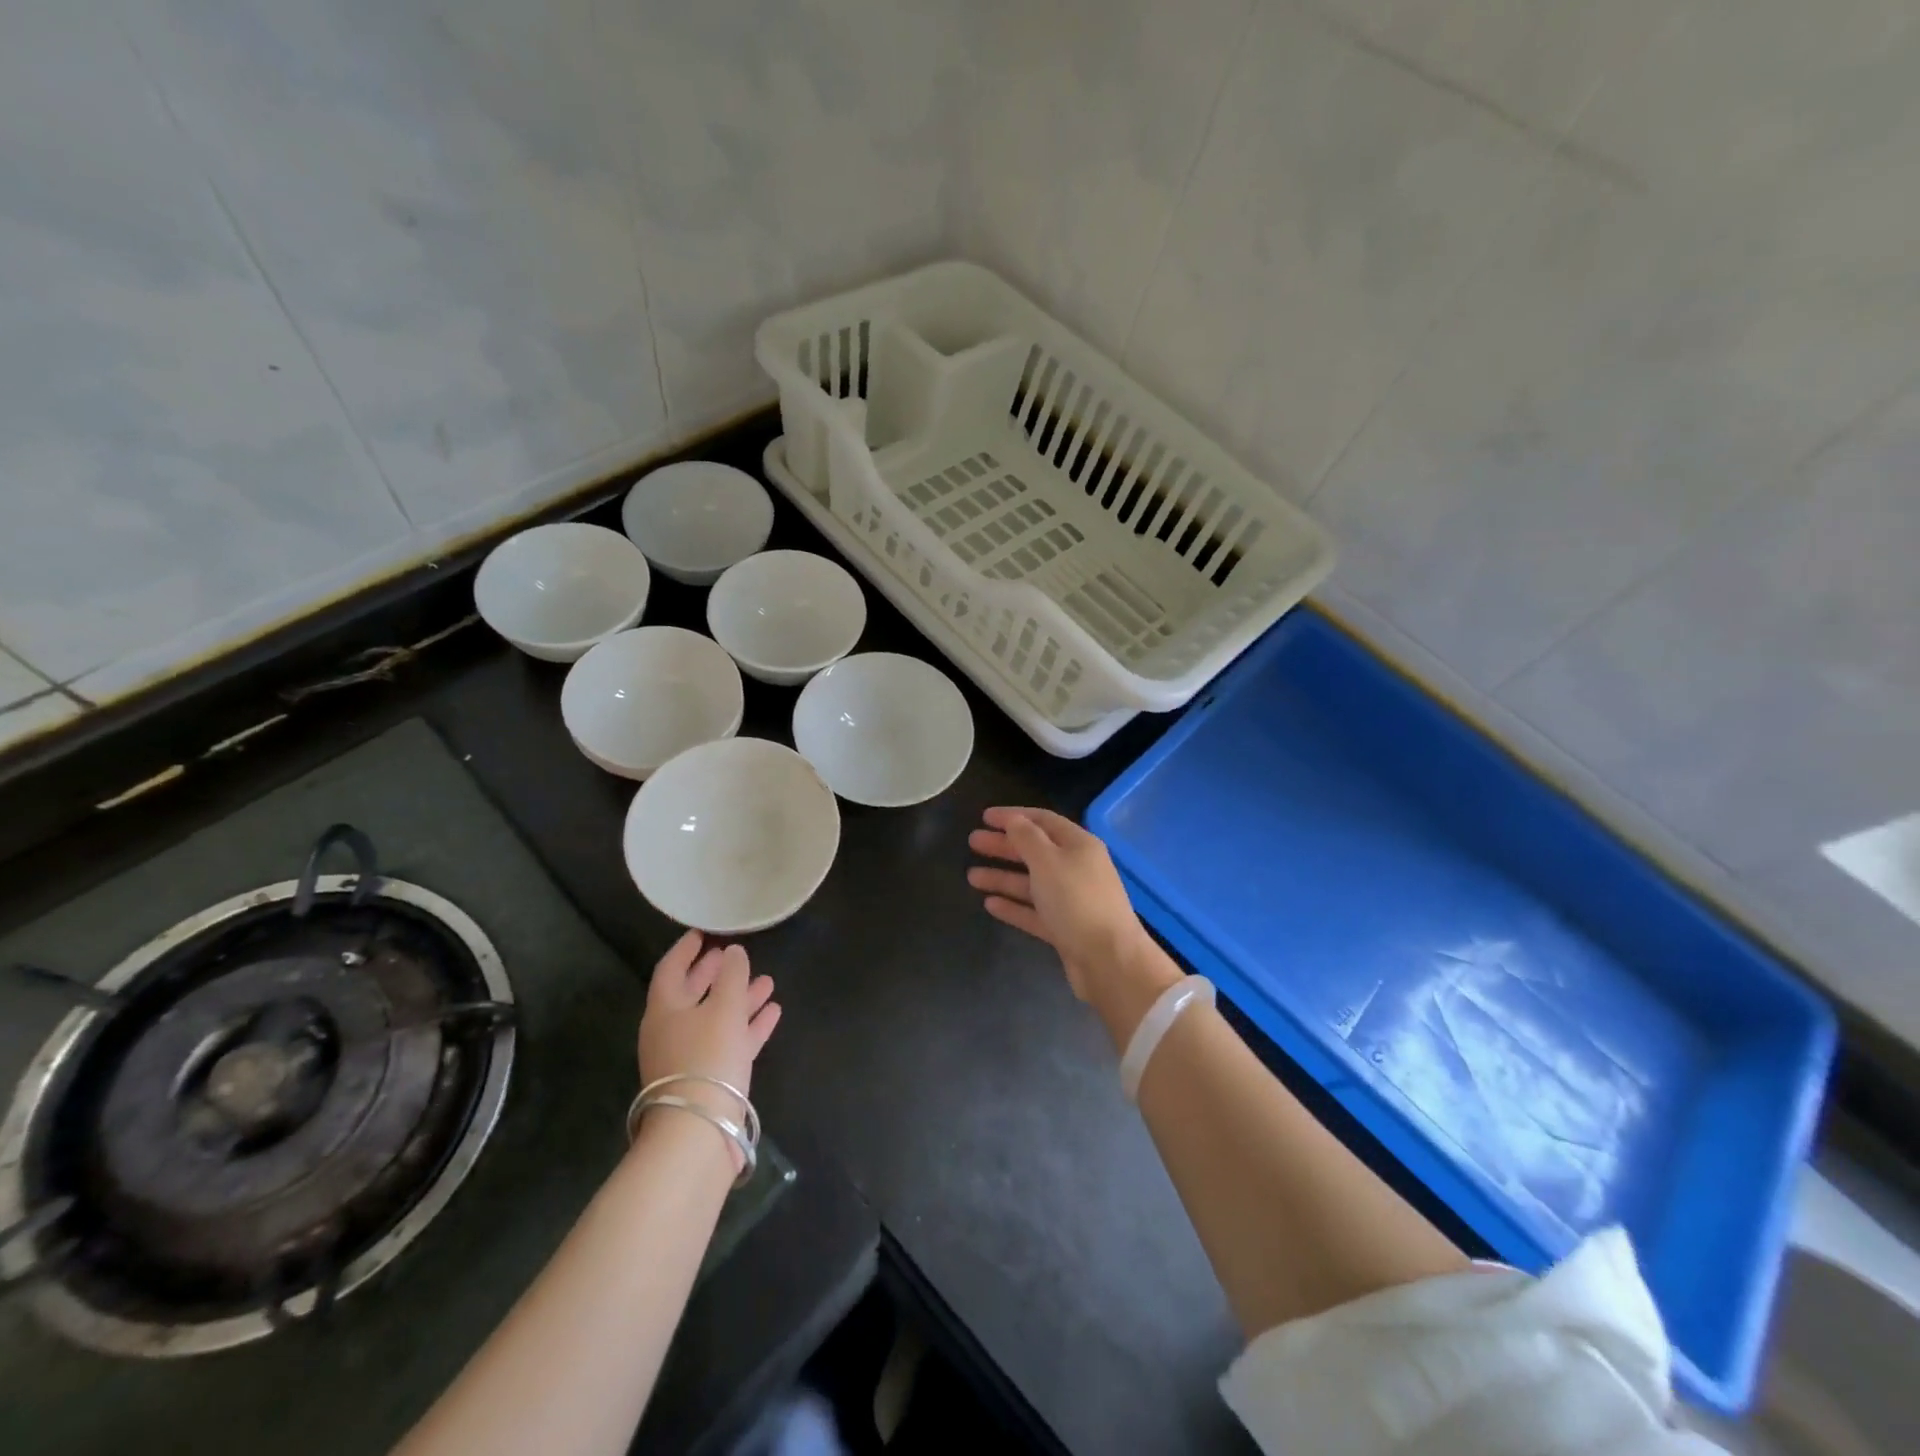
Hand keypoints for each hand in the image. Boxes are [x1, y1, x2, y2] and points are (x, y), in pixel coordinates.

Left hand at [637, 931, 780, 1106]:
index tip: (702, 933)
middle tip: (732, 954)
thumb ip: (731, 975)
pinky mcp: (710, 1079)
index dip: (686, 950)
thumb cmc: (706, 1058)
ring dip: (740, 998)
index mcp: (665, 1010)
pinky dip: (749, 1025)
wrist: (699, 1131)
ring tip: (768, 981)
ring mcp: (690, 1057)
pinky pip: (730, 1041)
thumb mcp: (723, 1008)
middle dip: (715, 974)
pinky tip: (773, 1013)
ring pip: (716, 1018)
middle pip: (693, 994)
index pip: (671, 969)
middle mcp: (672, 1031)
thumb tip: (733, 952)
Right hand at [967, 807, 1170, 1014]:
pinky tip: (990, 904)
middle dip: (1004, 846)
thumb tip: (1013, 820)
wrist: (1108, 960)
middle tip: (972, 842)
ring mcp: (1071, 900)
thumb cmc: (1077, 900)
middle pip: (1034, 851)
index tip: (985, 817)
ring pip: (1031, 883)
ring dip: (1002, 877)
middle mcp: (1076, 868)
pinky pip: (1034, 911)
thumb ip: (1026, 837)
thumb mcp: (1048, 861)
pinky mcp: (1064, 929)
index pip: (1042, 820)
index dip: (1013, 816)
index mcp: (1078, 845)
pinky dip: (1013, 906)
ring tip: (972, 876)